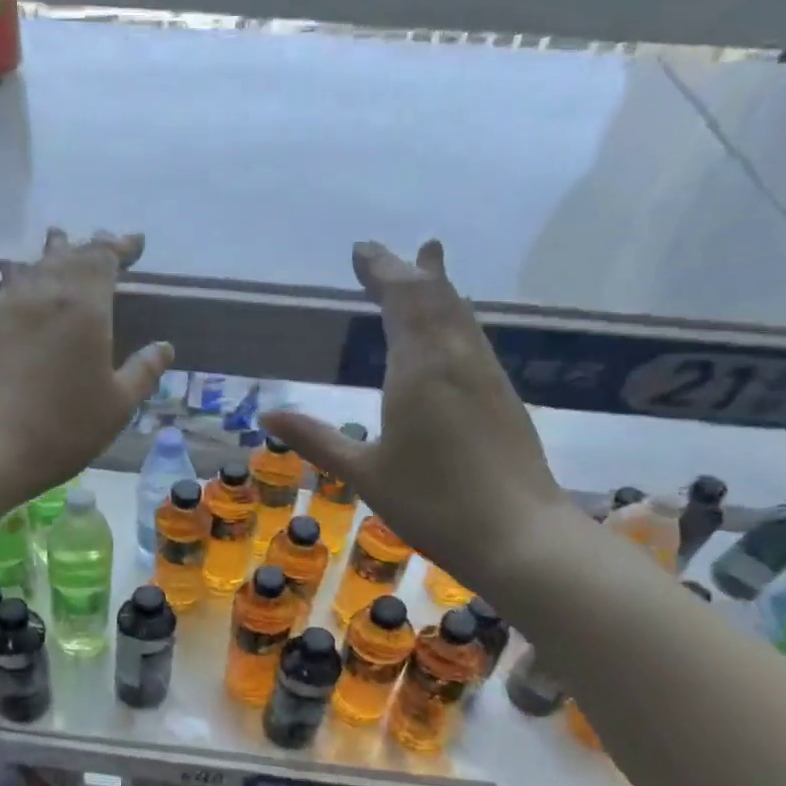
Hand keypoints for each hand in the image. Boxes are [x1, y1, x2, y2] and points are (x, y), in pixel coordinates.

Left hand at [0, 229, 172, 544]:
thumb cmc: (59, 427)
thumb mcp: (116, 406)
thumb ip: (143, 373)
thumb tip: (164, 348)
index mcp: (83, 305)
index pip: (103, 258)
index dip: (120, 247)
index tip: (135, 243)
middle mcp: (43, 293)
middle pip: (68, 255)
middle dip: (90, 247)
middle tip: (104, 243)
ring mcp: (6, 307)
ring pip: (34, 266)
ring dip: (53, 254)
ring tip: (60, 244)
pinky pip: (10, 285)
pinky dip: (25, 276)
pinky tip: (21, 282)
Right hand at [261, 239, 575, 595]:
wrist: (517, 535)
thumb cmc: (432, 504)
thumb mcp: (364, 474)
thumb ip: (317, 440)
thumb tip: (268, 414)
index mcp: (419, 369)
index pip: (401, 300)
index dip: (381, 271)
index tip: (361, 250)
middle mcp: (457, 359)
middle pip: (435, 297)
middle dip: (407, 271)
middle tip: (384, 253)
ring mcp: (486, 375)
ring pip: (460, 314)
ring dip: (437, 287)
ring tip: (427, 264)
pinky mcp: (503, 396)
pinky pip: (473, 337)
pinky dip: (454, 317)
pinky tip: (451, 329)